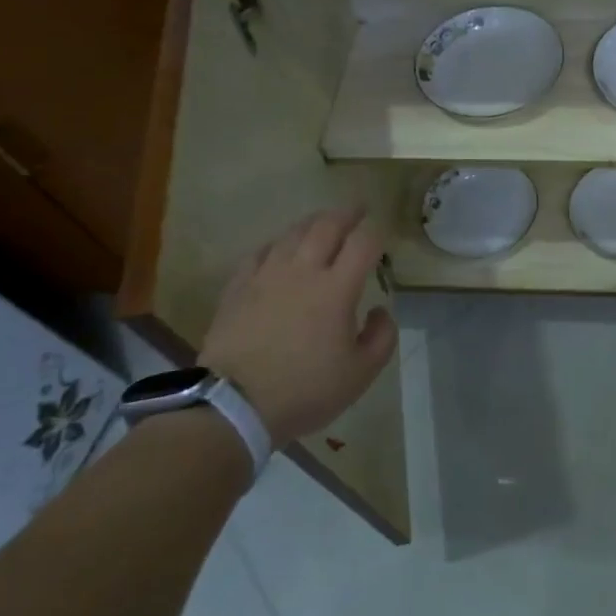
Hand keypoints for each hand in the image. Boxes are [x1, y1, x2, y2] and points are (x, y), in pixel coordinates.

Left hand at [199, 208, 398, 448]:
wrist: (232, 406)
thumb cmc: (304, 390)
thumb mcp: (360, 374)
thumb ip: (381, 337)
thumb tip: (379, 309)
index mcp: (337, 288)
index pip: (364, 242)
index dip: (377, 231)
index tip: (383, 233)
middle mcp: (303, 270)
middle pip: (327, 226)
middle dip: (347, 213)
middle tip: (358, 209)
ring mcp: (266, 275)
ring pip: (292, 233)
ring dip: (313, 222)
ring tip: (323, 222)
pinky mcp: (238, 287)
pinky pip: (260, 252)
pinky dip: (277, 243)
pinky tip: (280, 248)